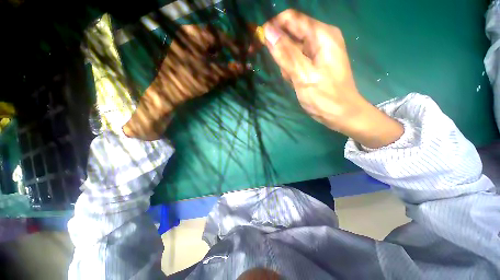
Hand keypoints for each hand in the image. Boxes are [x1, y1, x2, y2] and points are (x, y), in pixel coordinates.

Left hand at [123, 25, 247, 139]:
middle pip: (214, 40)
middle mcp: (188, 34)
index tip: (246, 52)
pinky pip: (201, 51)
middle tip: (238, 57)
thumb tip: (248, 67)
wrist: (168, 91)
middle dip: (228, 49)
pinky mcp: (183, 51)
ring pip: (208, 46)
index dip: (235, 45)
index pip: (221, 36)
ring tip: (229, 63)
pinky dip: (211, 57)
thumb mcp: (213, 74)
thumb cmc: (191, 80)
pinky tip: (216, 65)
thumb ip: (231, 69)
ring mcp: (184, 42)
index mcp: (194, 34)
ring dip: (220, 54)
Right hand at [263, 9, 402, 147]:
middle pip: (290, 34)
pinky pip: (295, 62)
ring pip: (291, 51)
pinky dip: (291, 72)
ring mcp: (317, 52)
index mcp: (321, 35)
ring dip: (287, 66)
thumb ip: (285, 53)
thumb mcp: (303, 75)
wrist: (340, 114)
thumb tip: (267, 32)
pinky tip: (296, 82)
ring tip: (294, 80)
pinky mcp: (314, 63)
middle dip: (281, 52)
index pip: (291, 19)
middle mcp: (320, 38)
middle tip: (285, 72)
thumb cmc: (325, 97)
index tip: (259, 42)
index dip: (273, 27)